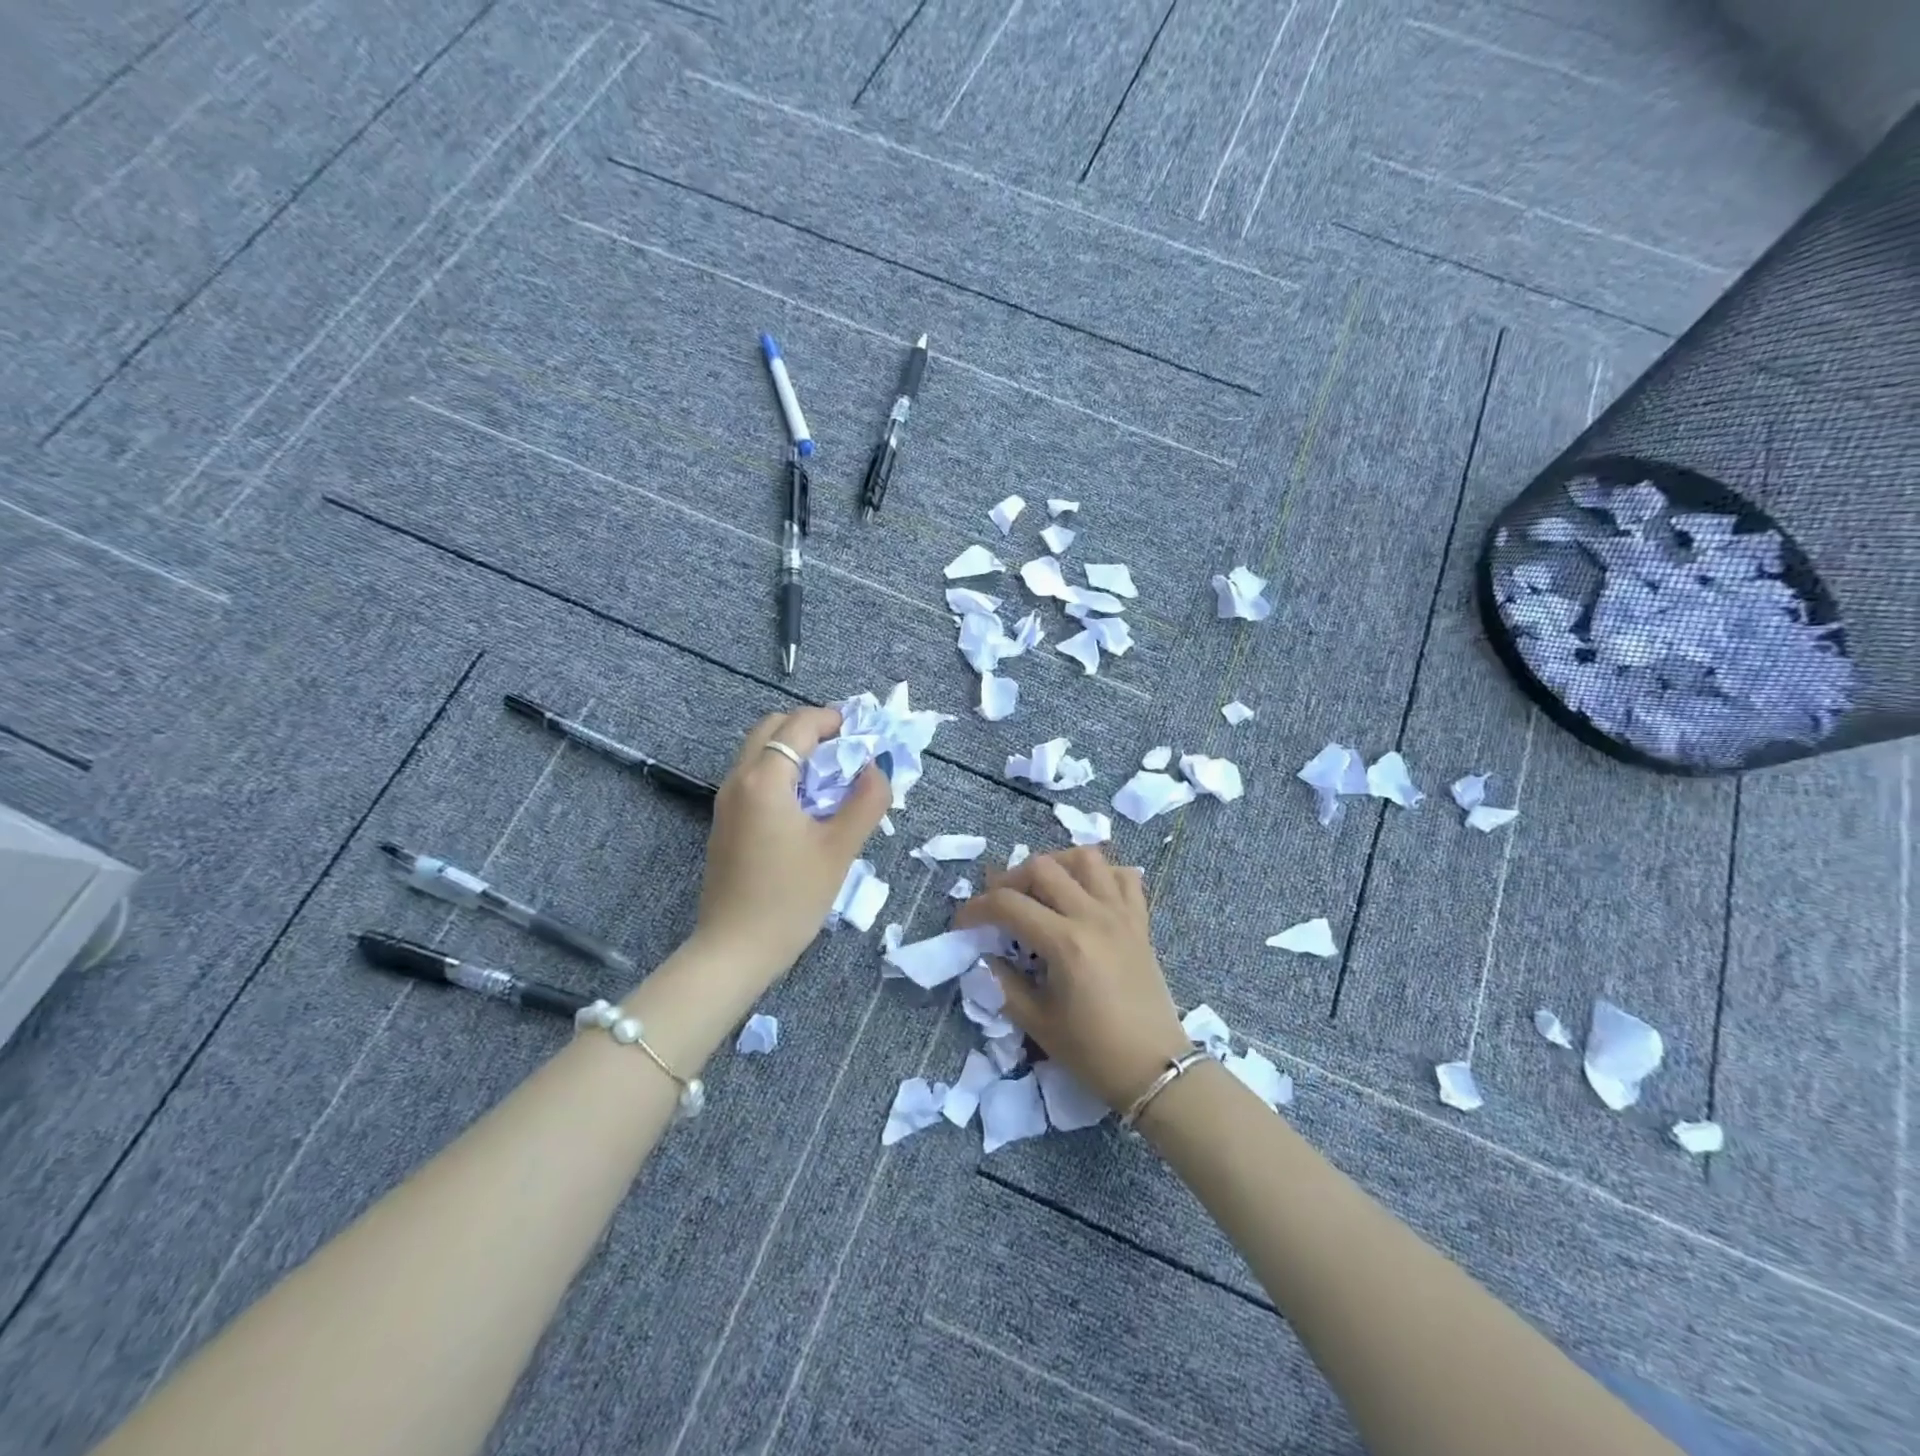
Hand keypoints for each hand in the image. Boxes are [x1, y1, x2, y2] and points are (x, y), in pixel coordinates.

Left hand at [696, 707, 890, 982]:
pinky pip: (754, 777)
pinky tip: (806, 805)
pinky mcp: (725, 823)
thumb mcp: (839, 849)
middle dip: (811, 729)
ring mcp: (726, 801)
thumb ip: (866, 801)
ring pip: (760, 752)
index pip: (799, 725)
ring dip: (796, 751)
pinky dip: (782, 772)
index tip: (863, 733)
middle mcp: (738, 779)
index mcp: (764, 779)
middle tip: (847, 752)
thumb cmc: (791, 898)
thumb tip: (878, 767)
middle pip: (773, 729)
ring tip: (832, 778)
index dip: (833, 720)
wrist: (735, 950)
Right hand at [953, 847, 1190, 1109]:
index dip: (977, 908)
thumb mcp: (1038, 1023)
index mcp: (1065, 943)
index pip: (1008, 905)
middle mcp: (1093, 916)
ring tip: (1041, 888)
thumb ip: (1004, 984)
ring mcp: (1121, 914)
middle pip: (1042, 867)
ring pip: (1086, 858)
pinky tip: (1085, 895)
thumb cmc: (1094, 1052)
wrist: (1155, 1069)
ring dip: (1055, 864)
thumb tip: (985, 957)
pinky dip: (1101, 875)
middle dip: (1010, 879)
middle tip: (998, 903)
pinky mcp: (1140, 922)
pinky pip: (1124, 877)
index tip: (963, 923)